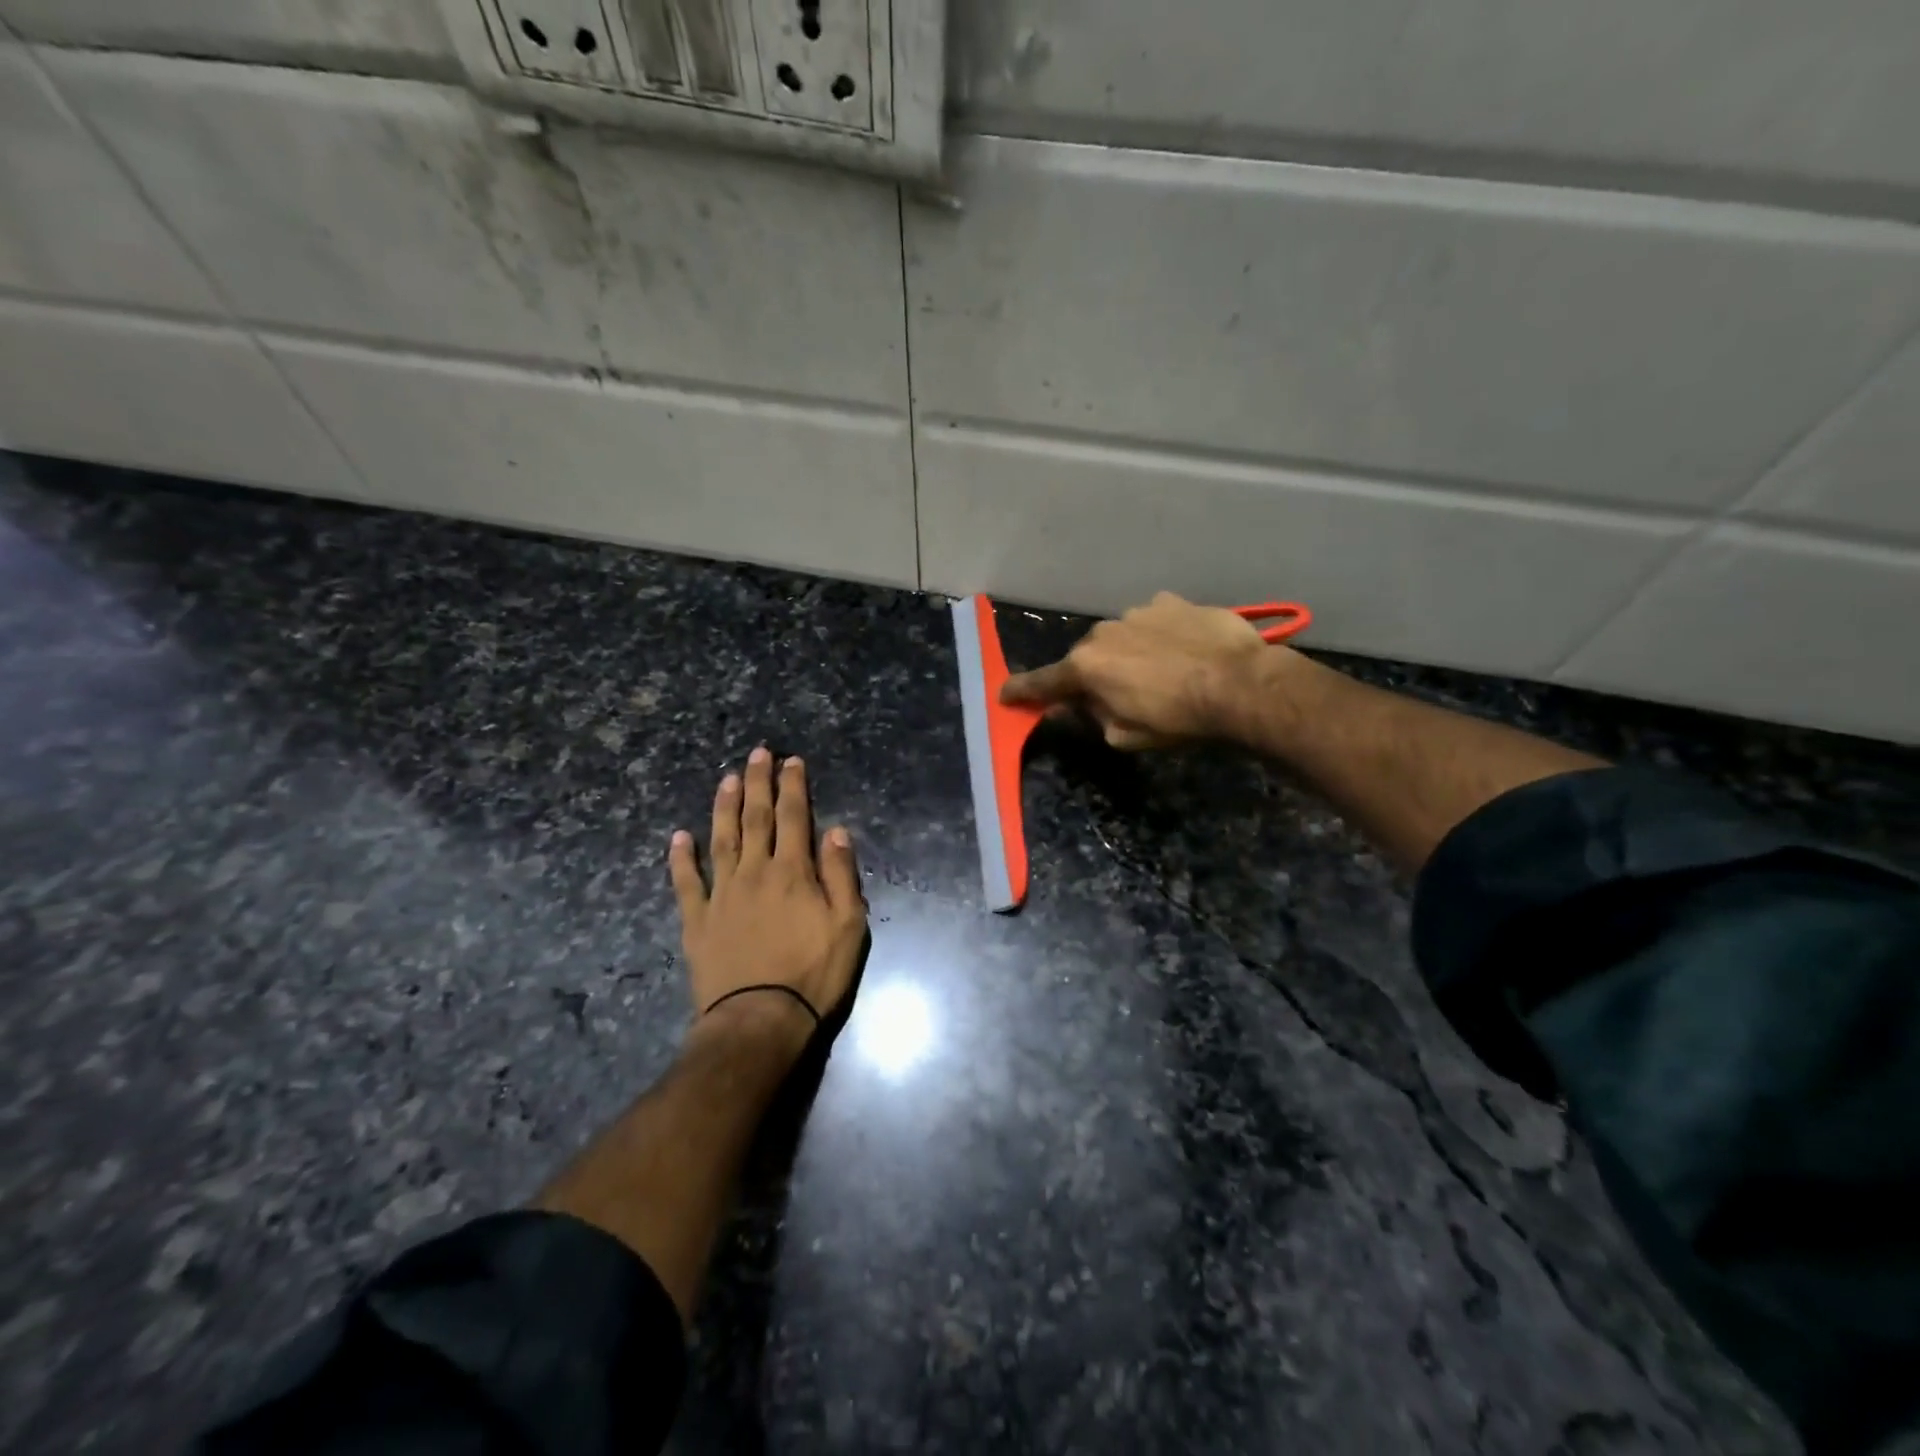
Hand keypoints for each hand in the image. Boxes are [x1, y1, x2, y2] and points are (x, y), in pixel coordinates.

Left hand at [669, 748, 866, 1048]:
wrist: (759, 1020)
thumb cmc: (813, 974)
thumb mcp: (848, 926)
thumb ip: (841, 875)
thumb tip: (837, 831)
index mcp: (793, 872)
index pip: (795, 818)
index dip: (794, 786)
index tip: (791, 761)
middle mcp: (755, 873)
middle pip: (756, 818)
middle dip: (758, 783)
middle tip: (757, 753)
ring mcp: (721, 895)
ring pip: (721, 840)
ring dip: (724, 807)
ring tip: (726, 779)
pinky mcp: (697, 921)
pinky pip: (687, 883)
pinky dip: (681, 858)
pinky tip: (678, 837)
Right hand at [1000, 591, 1282, 750]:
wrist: (1238, 683)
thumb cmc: (1177, 719)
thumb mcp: (1125, 736)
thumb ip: (1093, 717)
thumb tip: (1080, 705)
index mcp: (1085, 668)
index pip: (1042, 683)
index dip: (1021, 691)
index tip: (1004, 695)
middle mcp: (1102, 633)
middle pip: (1084, 657)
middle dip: (1090, 675)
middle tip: (1112, 696)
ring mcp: (1137, 612)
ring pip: (1118, 636)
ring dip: (1125, 653)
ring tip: (1157, 673)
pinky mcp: (1170, 602)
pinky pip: (1151, 621)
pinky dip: (1156, 635)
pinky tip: (1180, 651)